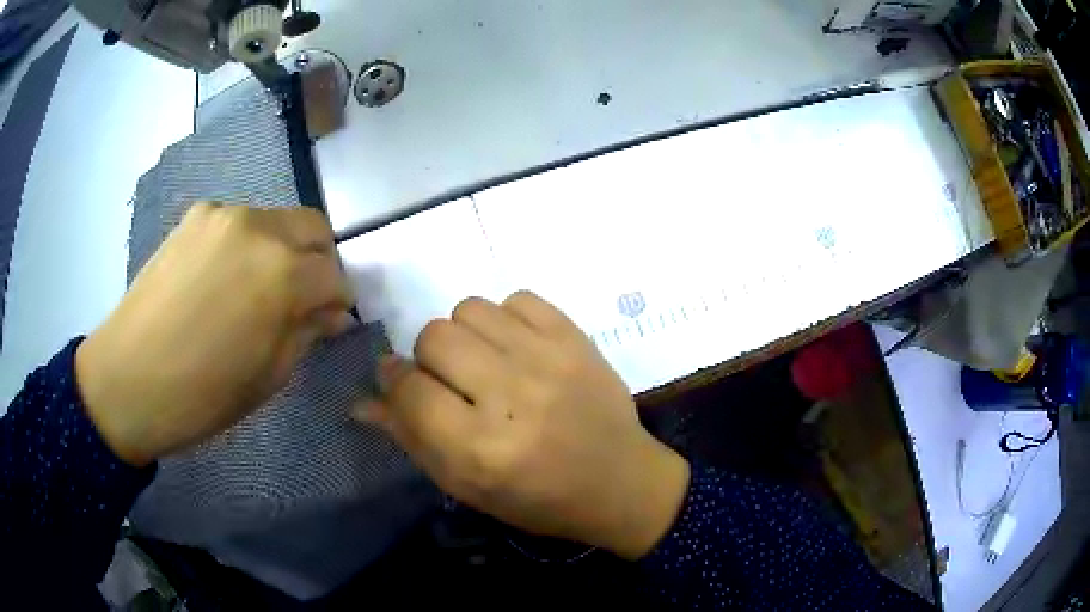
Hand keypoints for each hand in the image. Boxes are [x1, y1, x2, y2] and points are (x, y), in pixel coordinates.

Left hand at [76, 204, 353, 466]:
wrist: (127, 379)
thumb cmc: (202, 395)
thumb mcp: (268, 378)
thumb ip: (306, 334)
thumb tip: (331, 314)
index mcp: (282, 275)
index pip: (335, 275)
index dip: (339, 301)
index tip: (330, 321)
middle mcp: (258, 228)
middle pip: (313, 227)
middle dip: (318, 261)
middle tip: (304, 298)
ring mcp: (222, 215)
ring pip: (275, 221)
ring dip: (281, 250)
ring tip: (256, 289)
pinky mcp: (194, 216)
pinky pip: (237, 222)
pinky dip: (245, 245)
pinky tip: (222, 279)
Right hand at [360, 291, 689, 558]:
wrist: (619, 481)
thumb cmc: (537, 497)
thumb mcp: (467, 486)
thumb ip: (411, 440)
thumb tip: (363, 400)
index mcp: (481, 448)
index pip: (409, 388)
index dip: (397, 383)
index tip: (403, 385)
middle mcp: (512, 395)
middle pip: (435, 336)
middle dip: (430, 359)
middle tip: (454, 383)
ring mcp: (549, 359)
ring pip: (470, 309)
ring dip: (466, 335)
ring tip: (487, 363)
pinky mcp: (576, 337)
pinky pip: (517, 299)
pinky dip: (507, 319)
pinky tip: (519, 349)